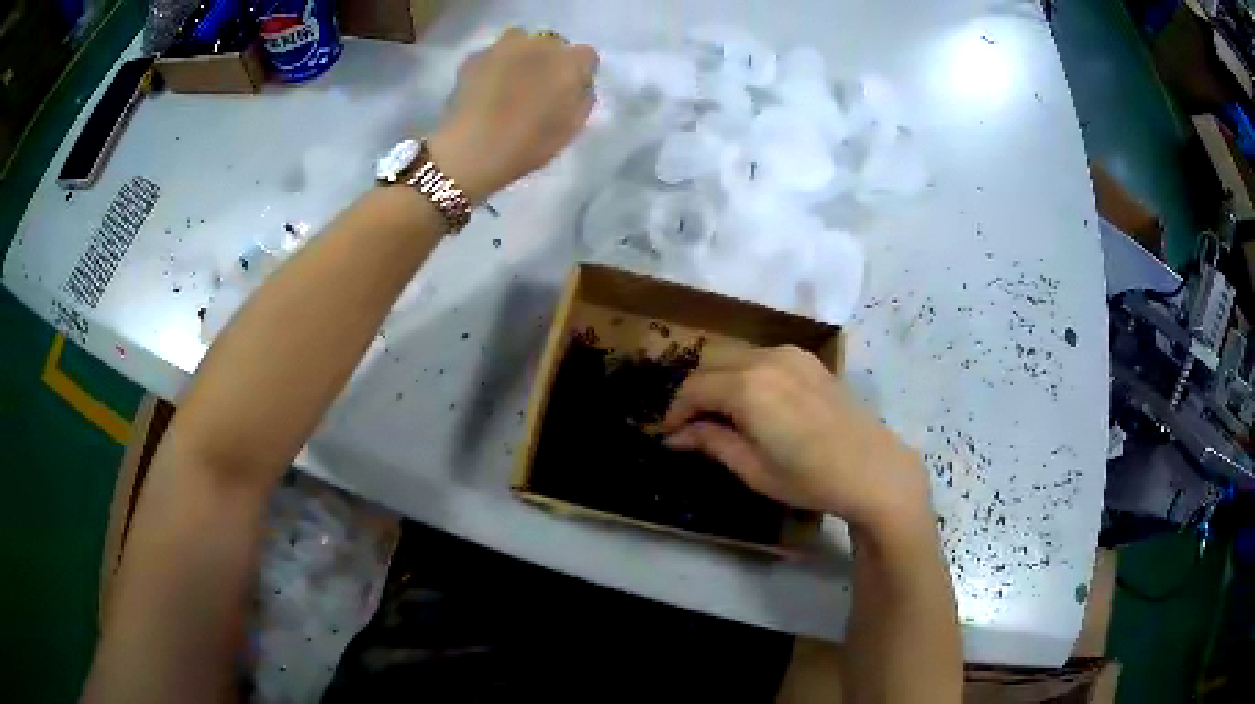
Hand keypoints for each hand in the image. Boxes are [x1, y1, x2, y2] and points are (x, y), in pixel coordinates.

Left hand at [427, 28, 598, 202]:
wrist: (471, 150)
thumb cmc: (528, 144)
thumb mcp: (571, 128)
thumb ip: (582, 99)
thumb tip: (579, 86)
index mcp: (569, 62)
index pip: (586, 55)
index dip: (580, 72)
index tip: (571, 90)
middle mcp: (539, 44)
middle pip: (552, 43)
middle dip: (550, 60)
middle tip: (540, 85)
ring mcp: (504, 46)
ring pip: (520, 40)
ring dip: (521, 54)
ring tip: (512, 80)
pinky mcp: (475, 56)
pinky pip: (493, 53)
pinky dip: (494, 64)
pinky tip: (487, 86)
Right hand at [660, 346, 933, 538]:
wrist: (873, 469)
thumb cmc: (810, 478)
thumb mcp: (753, 469)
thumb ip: (711, 442)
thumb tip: (676, 436)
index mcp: (748, 386)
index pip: (693, 388)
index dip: (674, 412)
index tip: (667, 436)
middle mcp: (766, 358)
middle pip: (711, 365)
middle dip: (694, 394)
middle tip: (690, 428)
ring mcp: (791, 355)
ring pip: (736, 357)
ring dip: (719, 382)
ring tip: (719, 417)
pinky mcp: (808, 360)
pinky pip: (762, 357)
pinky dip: (745, 375)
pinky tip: (752, 403)